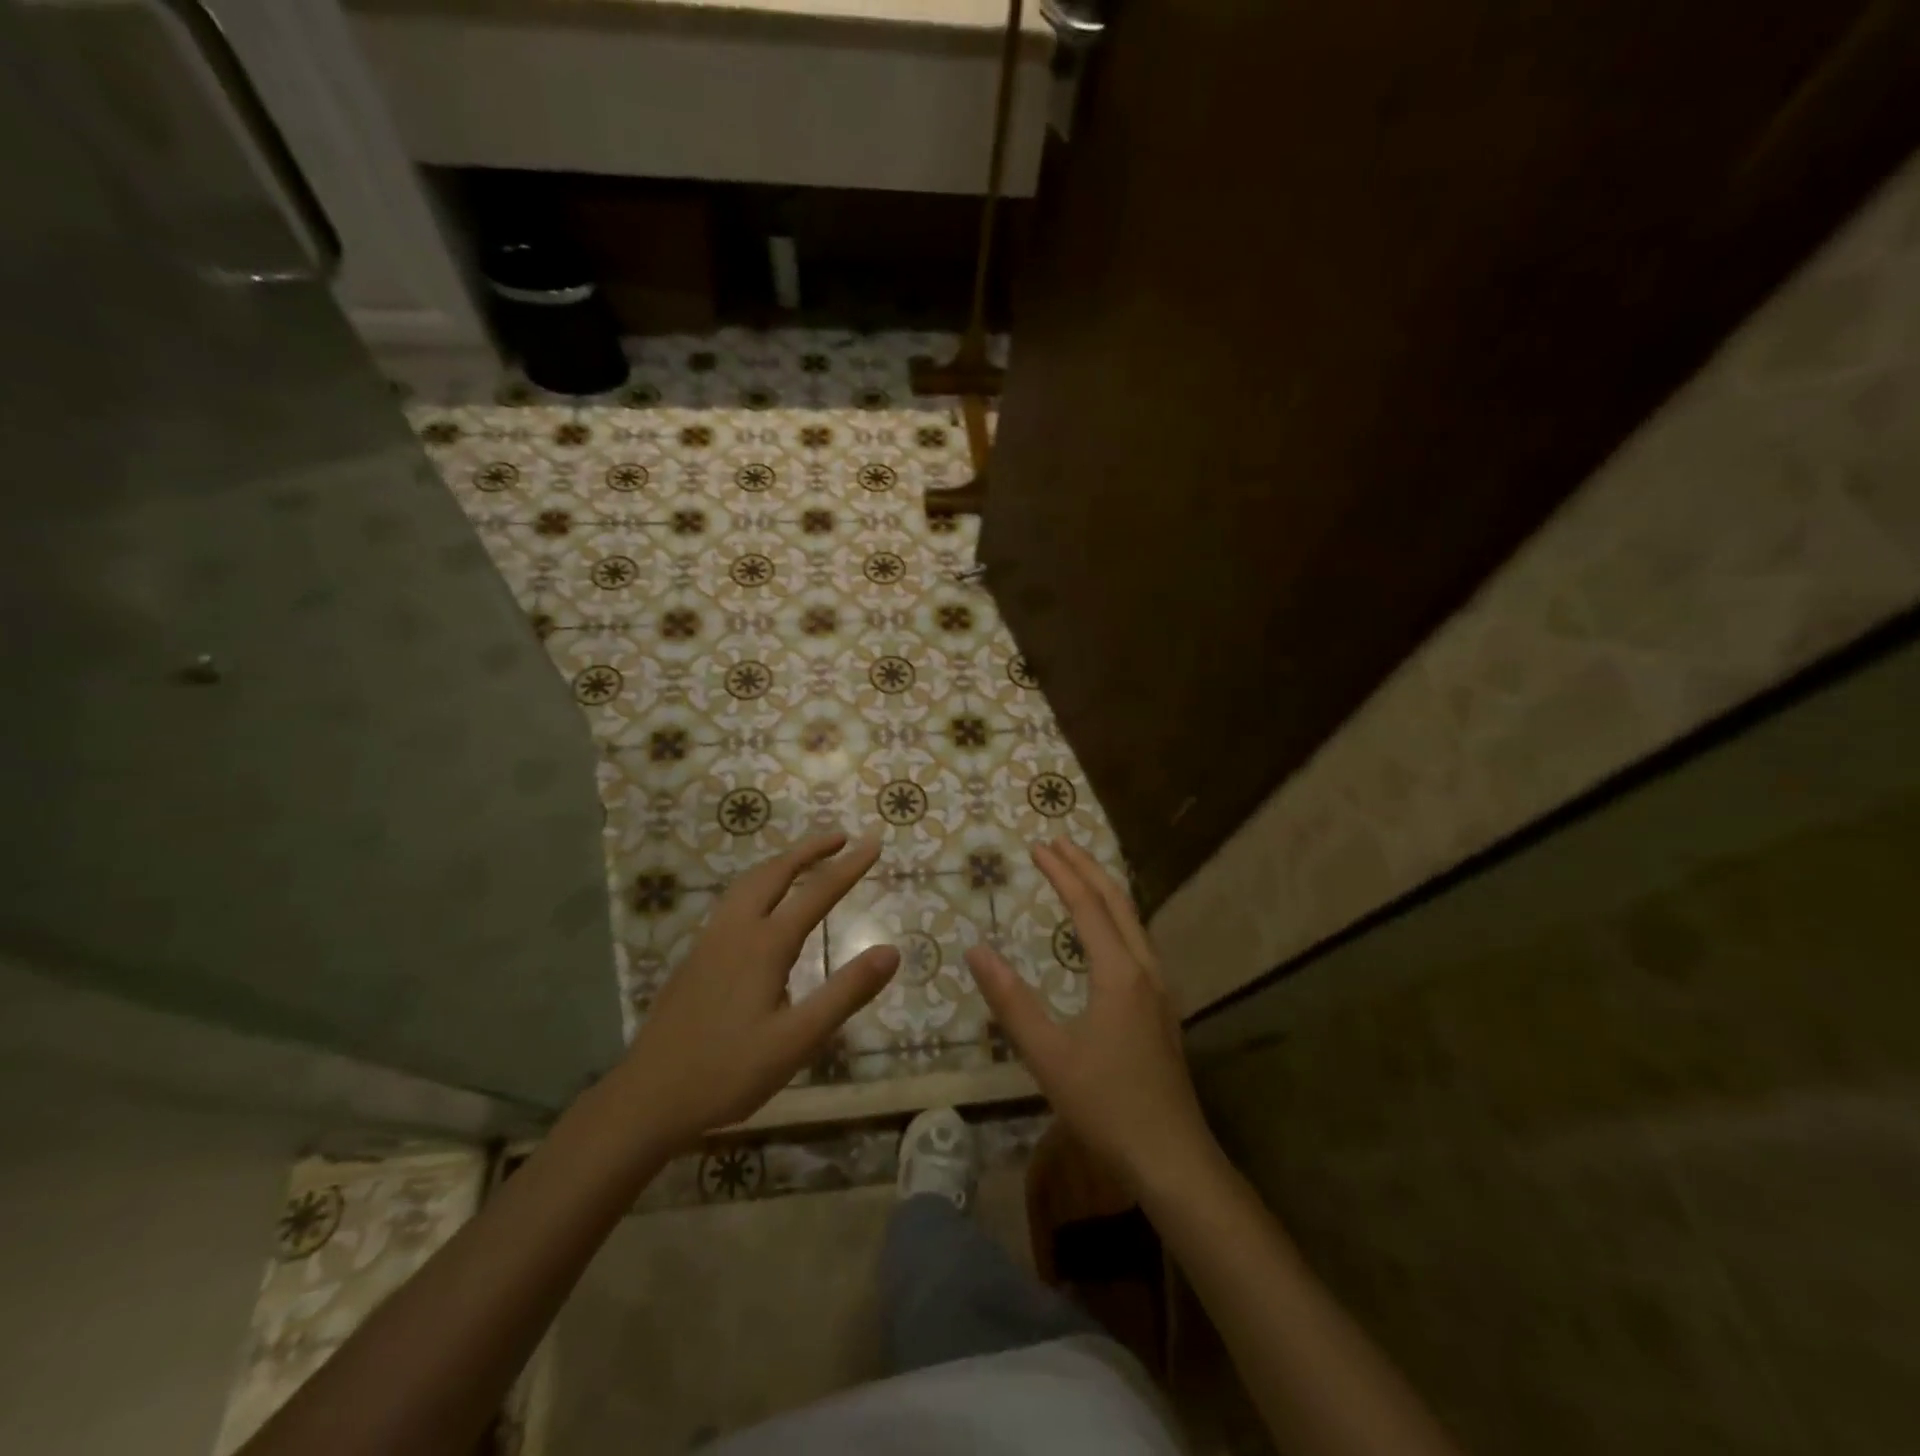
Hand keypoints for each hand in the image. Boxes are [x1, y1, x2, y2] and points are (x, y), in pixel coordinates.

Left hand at [618, 833, 898, 1149]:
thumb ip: (846, 992)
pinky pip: (732, 901)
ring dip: (781, 863)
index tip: (874, 842)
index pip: (817, 892)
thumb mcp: (798, 1040)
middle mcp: (736, 930)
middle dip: (810, 850)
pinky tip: (760, 906)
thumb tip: (892, 951)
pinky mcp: (694, 958)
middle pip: (775, 873)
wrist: (647, 1099)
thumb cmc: (728, 1072)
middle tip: (840, 837)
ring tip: (804, 860)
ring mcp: (709, 942)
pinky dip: (758, 884)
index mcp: (765, 945)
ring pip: (747, 883)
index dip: (849, 866)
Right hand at [967, 838, 1216, 1194]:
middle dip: (1087, 867)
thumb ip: (1011, 1001)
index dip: (1061, 873)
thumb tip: (976, 951)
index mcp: (1119, 973)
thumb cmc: (1106, 1105)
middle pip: (1117, 902)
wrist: (1172, 1157)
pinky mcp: (1162, 1008)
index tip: (1037, 846)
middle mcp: (1145, 969)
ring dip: (1105, 890)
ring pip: (1133, 920)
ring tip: (1080, 873)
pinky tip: (1106, 932)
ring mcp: (1160, 989)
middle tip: (1058, 842)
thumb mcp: (1048, 1054)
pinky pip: (1138, 941)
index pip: (1087, 906)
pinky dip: (1116, 917)